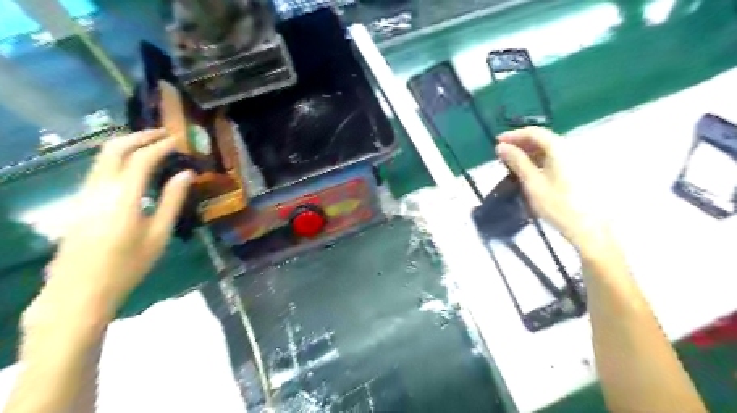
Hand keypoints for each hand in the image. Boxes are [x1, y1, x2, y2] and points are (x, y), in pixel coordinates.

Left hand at [44, 130, 193, 316]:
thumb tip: (186, 174)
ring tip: (151, 145)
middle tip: (163, 134)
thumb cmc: (128, 265)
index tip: (179, 140)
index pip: (142, 159)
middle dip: (139, 136)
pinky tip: (133, 166)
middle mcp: (99, 188)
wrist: (80, 290)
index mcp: (123, 197)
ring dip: (127, 145)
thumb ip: (172, 200)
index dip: (161, 145)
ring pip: (102, 157)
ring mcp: (85, 194)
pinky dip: (118, 158)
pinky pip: (99, 169)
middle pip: (114, 149)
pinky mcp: (79, 201)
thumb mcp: (159, 234)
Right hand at [497, 126, 584, 242]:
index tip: (497, 142)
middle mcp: (570, 148)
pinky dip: (539, 159)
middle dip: (521, 143)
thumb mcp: (532, 183)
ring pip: (549, 148)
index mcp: (559, 148)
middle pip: (543, 138)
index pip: (533, 133)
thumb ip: (517, 161)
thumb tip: (501, 146)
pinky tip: (530, 169)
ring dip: (529, 151)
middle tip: (503, 153)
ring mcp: (576, 159)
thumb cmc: (557, 205)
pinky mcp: (578, 170)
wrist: (588, 228)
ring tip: (513, 162)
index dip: (514, 135)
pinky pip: (555, 157)